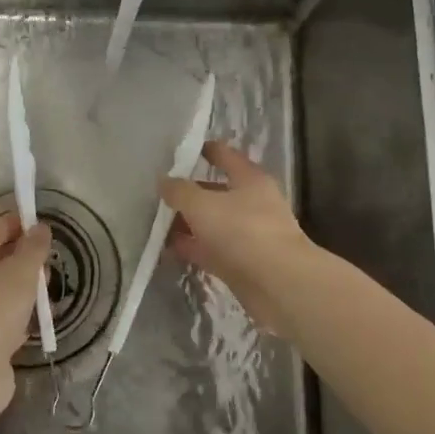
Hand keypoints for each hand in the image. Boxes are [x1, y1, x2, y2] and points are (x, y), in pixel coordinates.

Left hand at [0, 211, 51, 417]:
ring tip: (44, 295)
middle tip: (48, 266)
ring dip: (21, 286)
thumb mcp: (22, 271)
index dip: (22, 224)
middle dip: (23, 257)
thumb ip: (34, 246)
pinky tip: (31, 320)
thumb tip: (40, 227)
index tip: (47, 232)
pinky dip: (12, 310)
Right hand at [159, 141, 313, 334]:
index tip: (182, 150)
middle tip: (159, 193)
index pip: (225, 156)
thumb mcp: (202, 204)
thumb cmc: (242, 231)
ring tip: (156, 223)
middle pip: (216, 192)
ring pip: (212, 224)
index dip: (205, 150)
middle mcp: (252, 204)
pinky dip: (192, 248)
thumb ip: (180, 191)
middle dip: (189, 193)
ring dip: (188, 224)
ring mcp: (248, 235)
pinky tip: (167, 249)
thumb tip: (164, 181)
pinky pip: (211, 250)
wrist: (278, 284)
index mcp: (250, 179)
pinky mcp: (242, 264)